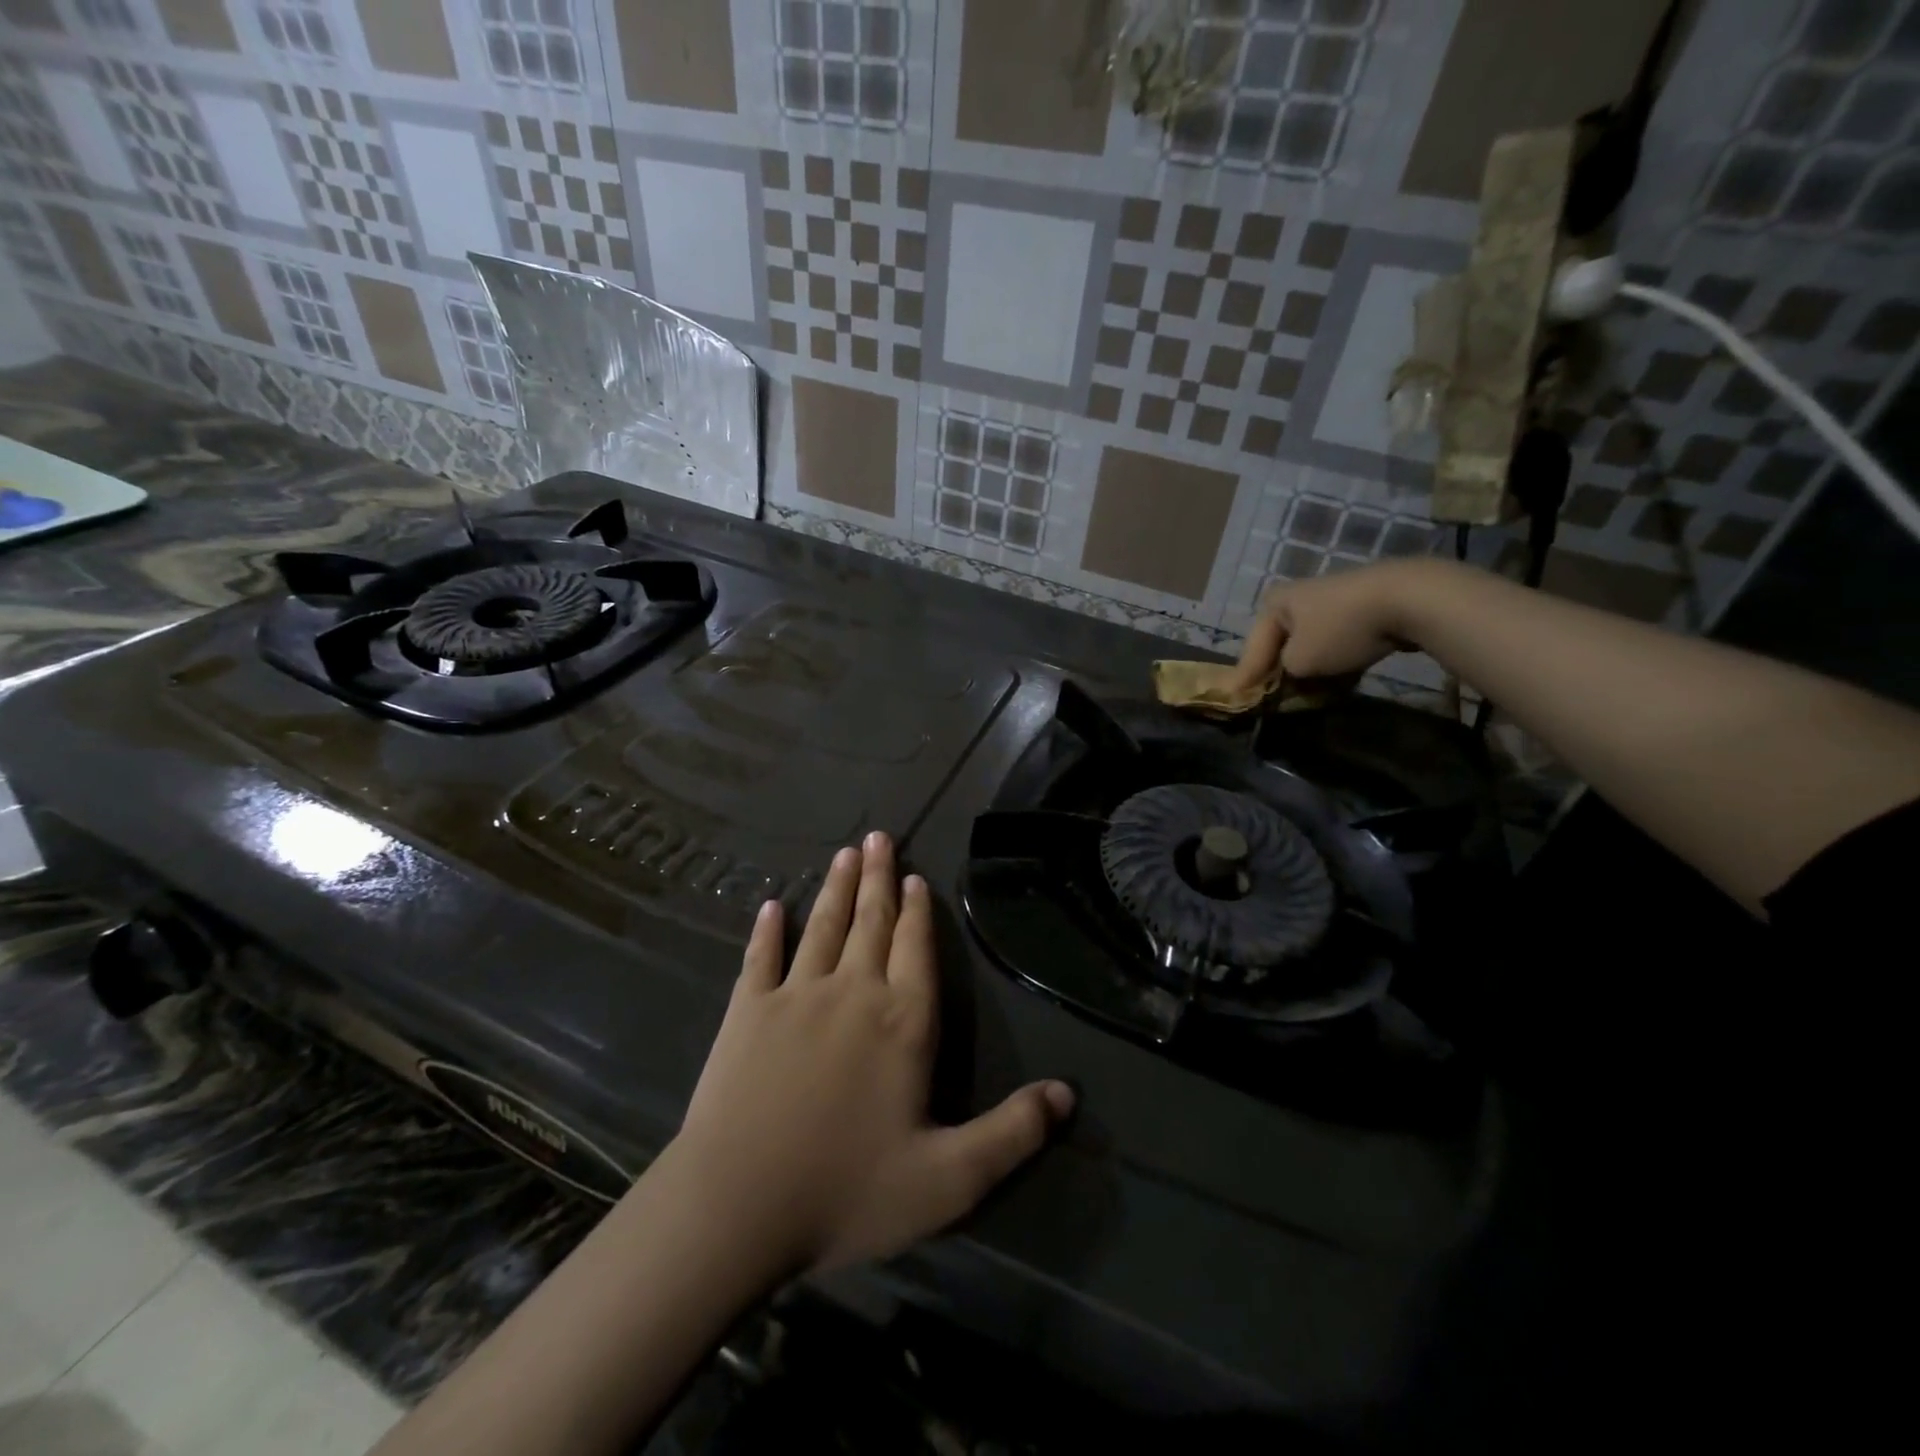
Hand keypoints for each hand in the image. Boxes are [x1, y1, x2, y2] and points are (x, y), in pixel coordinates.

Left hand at [673, 832, 1073, 1274]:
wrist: (736, 1207)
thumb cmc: (846, 1192)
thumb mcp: (948, 1180)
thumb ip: (1011, 1134)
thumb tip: (1069, 1094)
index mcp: (903, 1022)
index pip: (916, 950)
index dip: (918, 912)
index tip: (915, 877)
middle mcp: (852, 993)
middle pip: (871, 923)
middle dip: (878, 878)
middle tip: (878, 837)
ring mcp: (795, 996)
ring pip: (822, 927)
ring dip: (836, 889)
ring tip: (844, 853)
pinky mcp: (746, 1012)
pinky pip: (760, 958)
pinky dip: (767, 931)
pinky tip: (771, 907)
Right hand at [1230, 559, 1439, 691]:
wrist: (1407, 598)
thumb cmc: (1339, 629)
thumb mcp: (1300, 661)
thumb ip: (1284, 674)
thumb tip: (1289, 677)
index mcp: (1273, 604)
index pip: (1252, 649)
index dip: (1244, 677)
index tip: (1233, 698)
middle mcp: (1296, 597)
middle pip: (1280, 645)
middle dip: (1277, 672)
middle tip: (1270, 698)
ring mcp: (1330, 600)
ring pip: (1309, 644)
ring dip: (1307, 669)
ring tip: (1305, 694)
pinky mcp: (1359, 607)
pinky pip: (1335, 642)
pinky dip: (1332, 661)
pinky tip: (1337, 680)